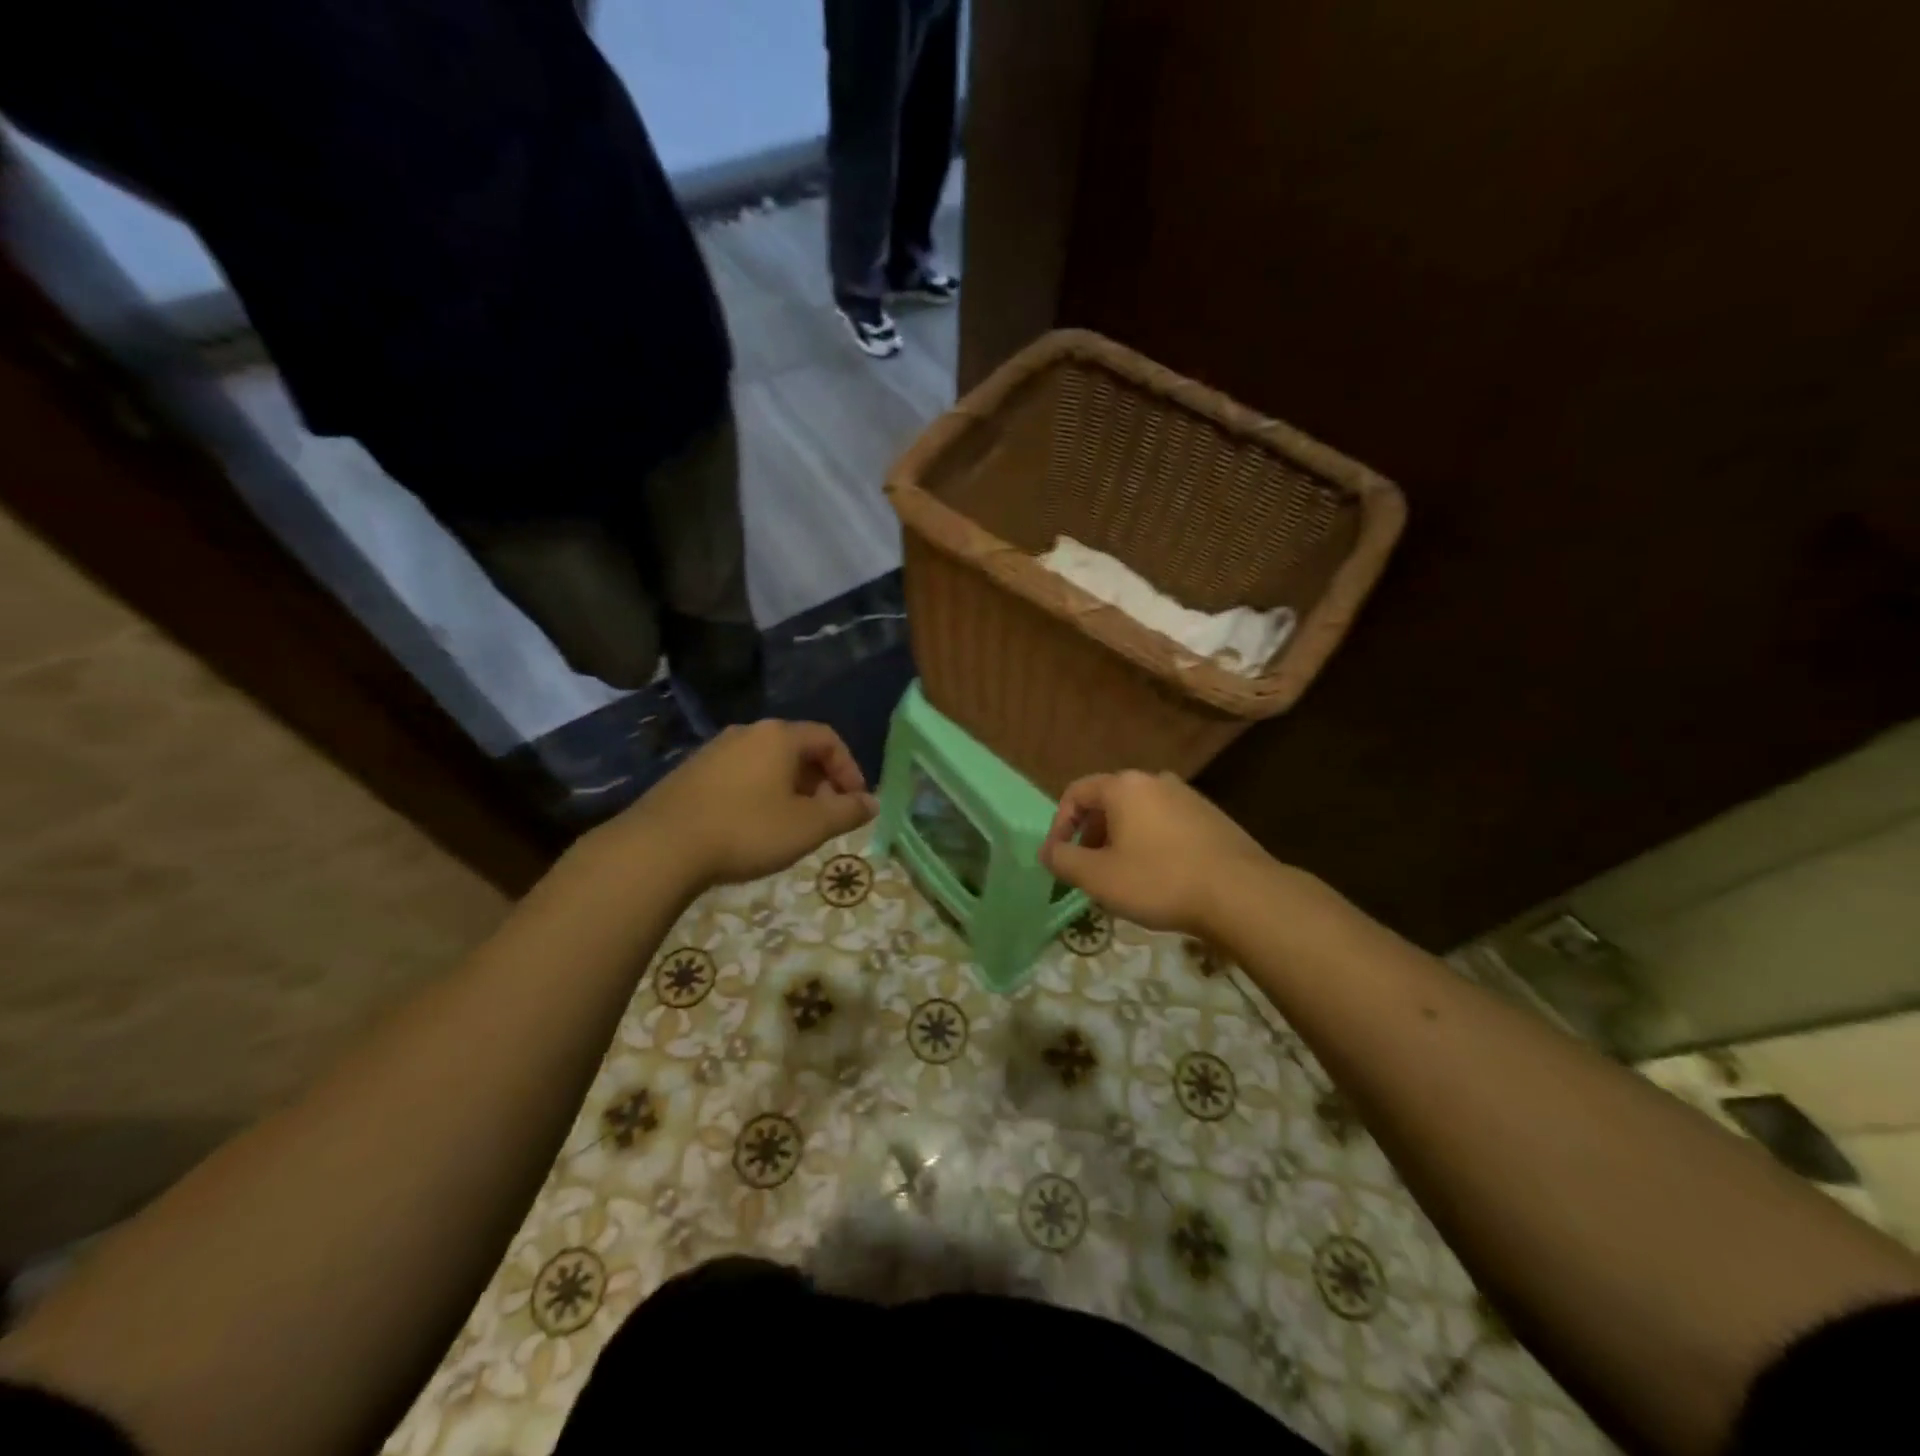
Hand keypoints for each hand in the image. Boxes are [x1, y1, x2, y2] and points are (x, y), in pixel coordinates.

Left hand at [612, 720, 876, 889]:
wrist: (660, 847)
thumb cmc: (746, 830)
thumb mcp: (808, 826)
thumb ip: (846, 812)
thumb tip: (872, 803)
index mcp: (779, 736)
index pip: (828, 739)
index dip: (849, 768)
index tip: (855, 802)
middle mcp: (747, 732)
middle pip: (797, 749)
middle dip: (820, 781)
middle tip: (827, 817)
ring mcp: (714, 750)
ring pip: (767, 763)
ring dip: (790, 789)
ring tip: (792, 825)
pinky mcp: (690, 772)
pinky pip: (740, 775)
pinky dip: (760, 794)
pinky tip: (753, 827)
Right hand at [1040, 770, 1272, 935]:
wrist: (1241, 894)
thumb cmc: (1159, 880)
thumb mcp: (1099, 877)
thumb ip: (1063, 861)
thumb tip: (1047, 852)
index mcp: (1124, 786)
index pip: (1076, 793)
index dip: (1059, 826)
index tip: (1057, 859)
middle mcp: (1155, 780)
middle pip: (1108, 802)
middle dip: (1090, 836)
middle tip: (1087, 871)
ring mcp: (1188, 796)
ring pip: (1139, 814)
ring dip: (1120, 841)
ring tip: (1121, 878)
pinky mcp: (1211, 817)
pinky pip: (1166, 825)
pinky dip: (1150, 844)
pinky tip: (1158, 878)